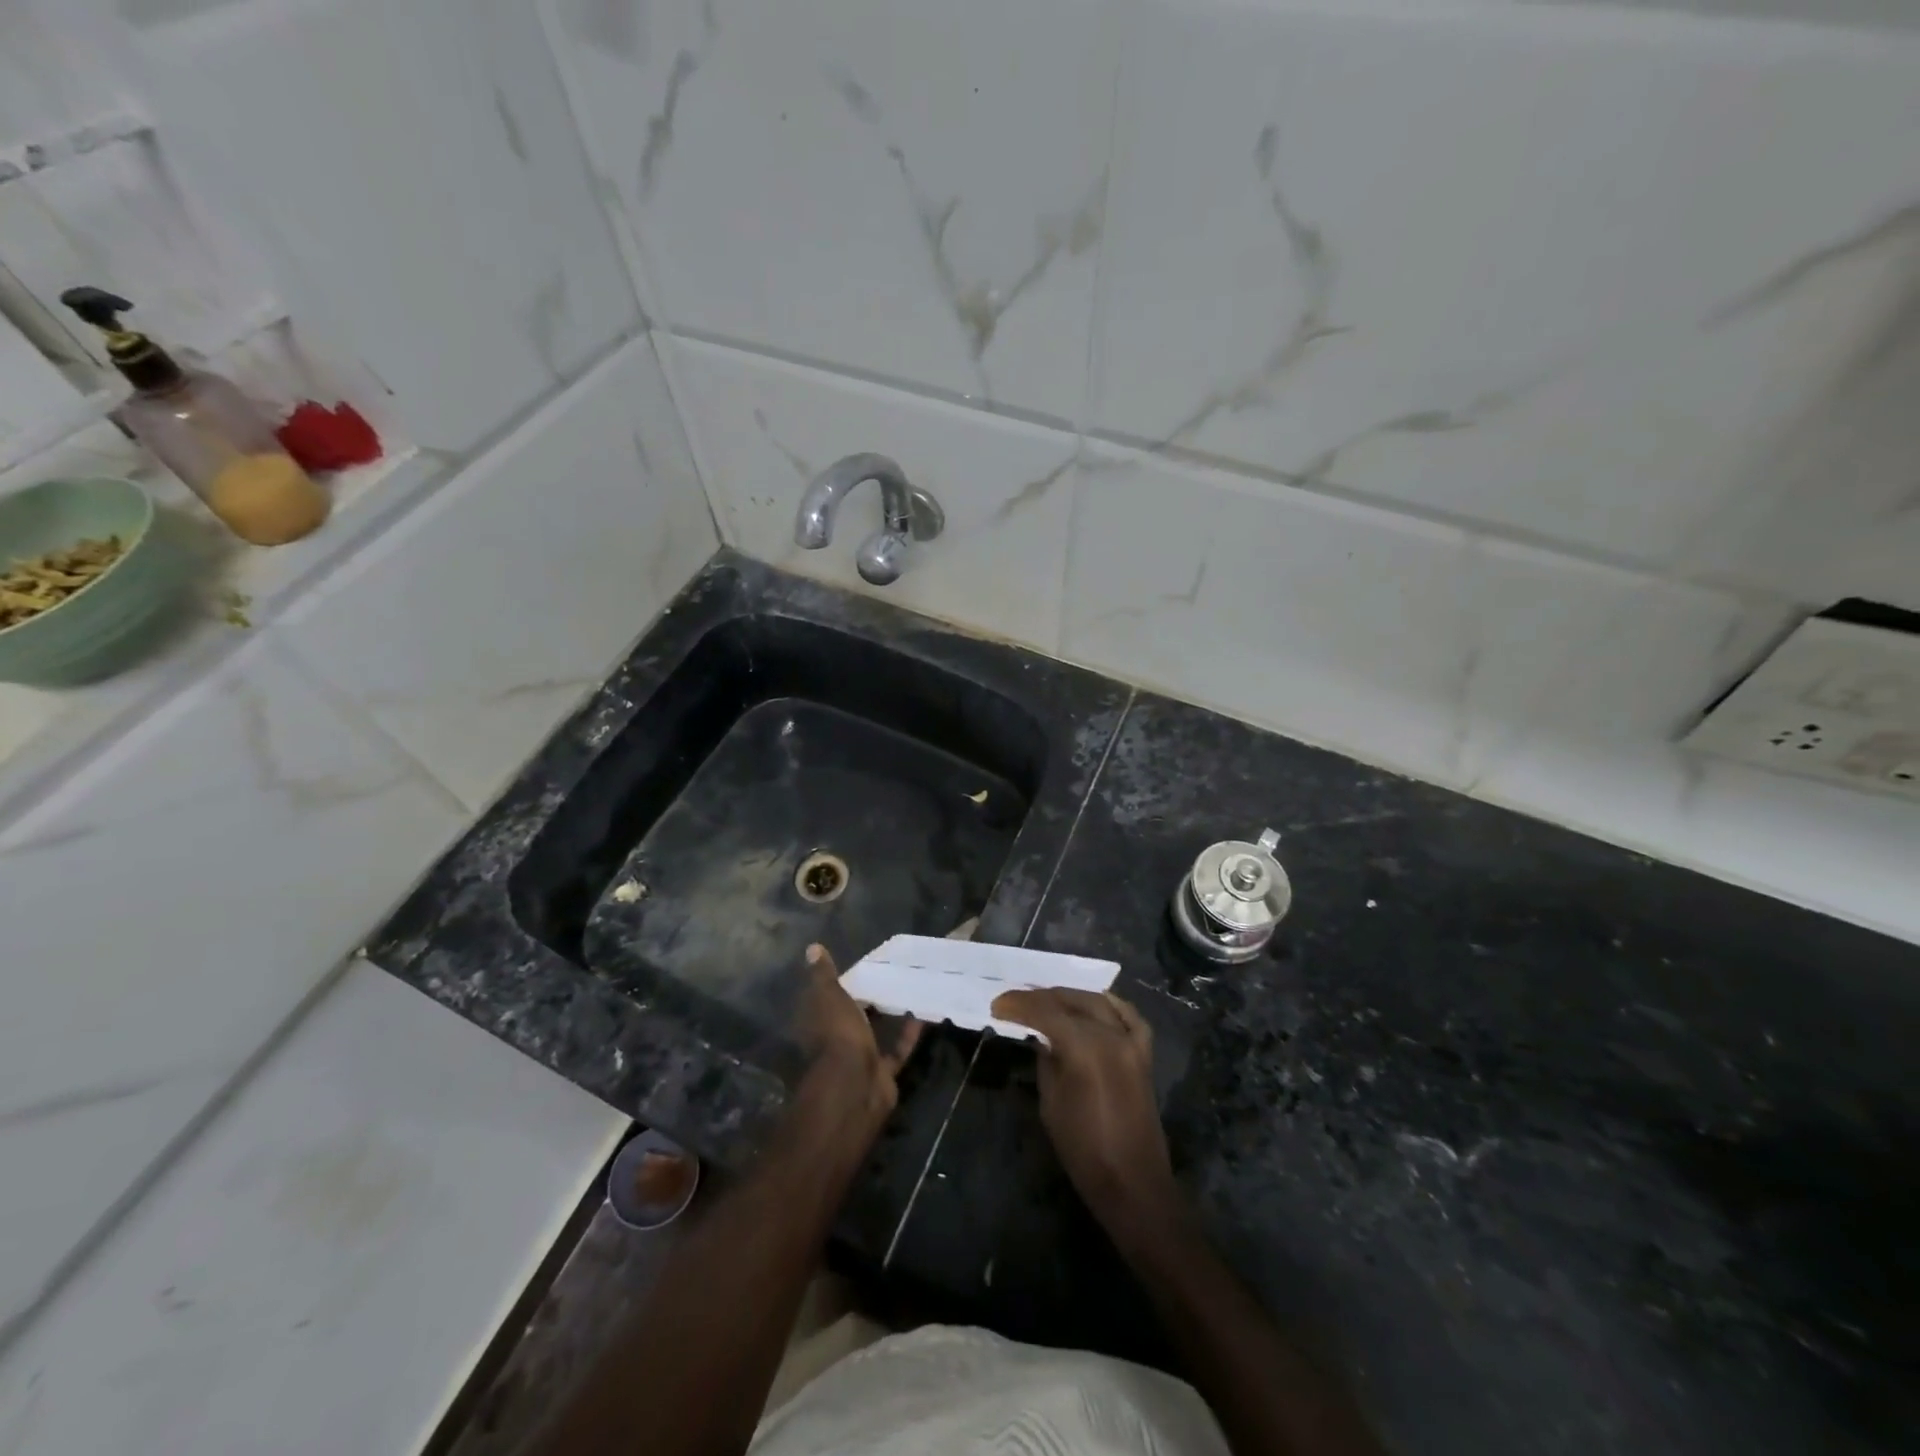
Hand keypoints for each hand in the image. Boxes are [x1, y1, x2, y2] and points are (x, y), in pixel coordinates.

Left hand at [794, 944, 921, 1145]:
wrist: (855, 1085)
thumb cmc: (837, 1034)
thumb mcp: (828, 996)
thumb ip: (823, 975)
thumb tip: (812, 947)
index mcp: (818, 1022)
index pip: (827, 998)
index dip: (841, 983)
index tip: (862, 966)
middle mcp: (836, 1041)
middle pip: (852, 1017)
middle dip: (868, 1000)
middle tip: (891, 974)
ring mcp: (859, 1058)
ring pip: (875, 1033)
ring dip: (890, 1017)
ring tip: (910, 990)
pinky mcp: (882, 1072)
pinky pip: (897, 1049)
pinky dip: (909, 1034)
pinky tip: (924, 1014)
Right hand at [990, 988, 1178, 1237]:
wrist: (1132, 1182)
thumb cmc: (1083, 1149)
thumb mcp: (1051, 1103)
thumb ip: (1046, 1062)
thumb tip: (1041, 1038)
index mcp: (1084, 1048)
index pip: (1045, 1012)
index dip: (1019, 1005)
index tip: (998, 1005)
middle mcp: (1110, 1035)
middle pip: (1071, 1002)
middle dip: (1041, 998)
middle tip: (1016, 1001)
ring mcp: (1131, 1043)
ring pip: (1098, 1003)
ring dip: (1070, 997)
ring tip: (1047, 999)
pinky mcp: (1144, 1055)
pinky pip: (1129, 1017)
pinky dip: (1111, 1005)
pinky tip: (1097, 1002)